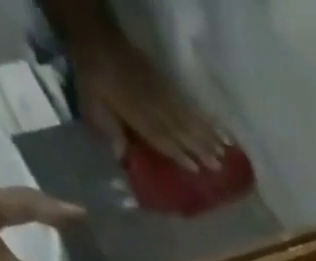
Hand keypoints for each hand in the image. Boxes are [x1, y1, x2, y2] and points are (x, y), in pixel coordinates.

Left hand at [69, 28, 233, 170]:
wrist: (96, 37)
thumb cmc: (92, 78)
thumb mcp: (91, 105)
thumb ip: (109, 131)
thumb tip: (122, 157)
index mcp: (136, 114)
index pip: (161, 138)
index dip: (178, 153)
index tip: (196, 169)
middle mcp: (153, 105)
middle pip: (180, 129)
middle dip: (201, 147)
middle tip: (220, 165)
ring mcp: (161, 92)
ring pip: (187, 116)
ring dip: (207, 133)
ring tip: (225, 149)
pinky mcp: (165, 82)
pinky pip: (186, 101)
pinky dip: (201, 114)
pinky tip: (213, 124)